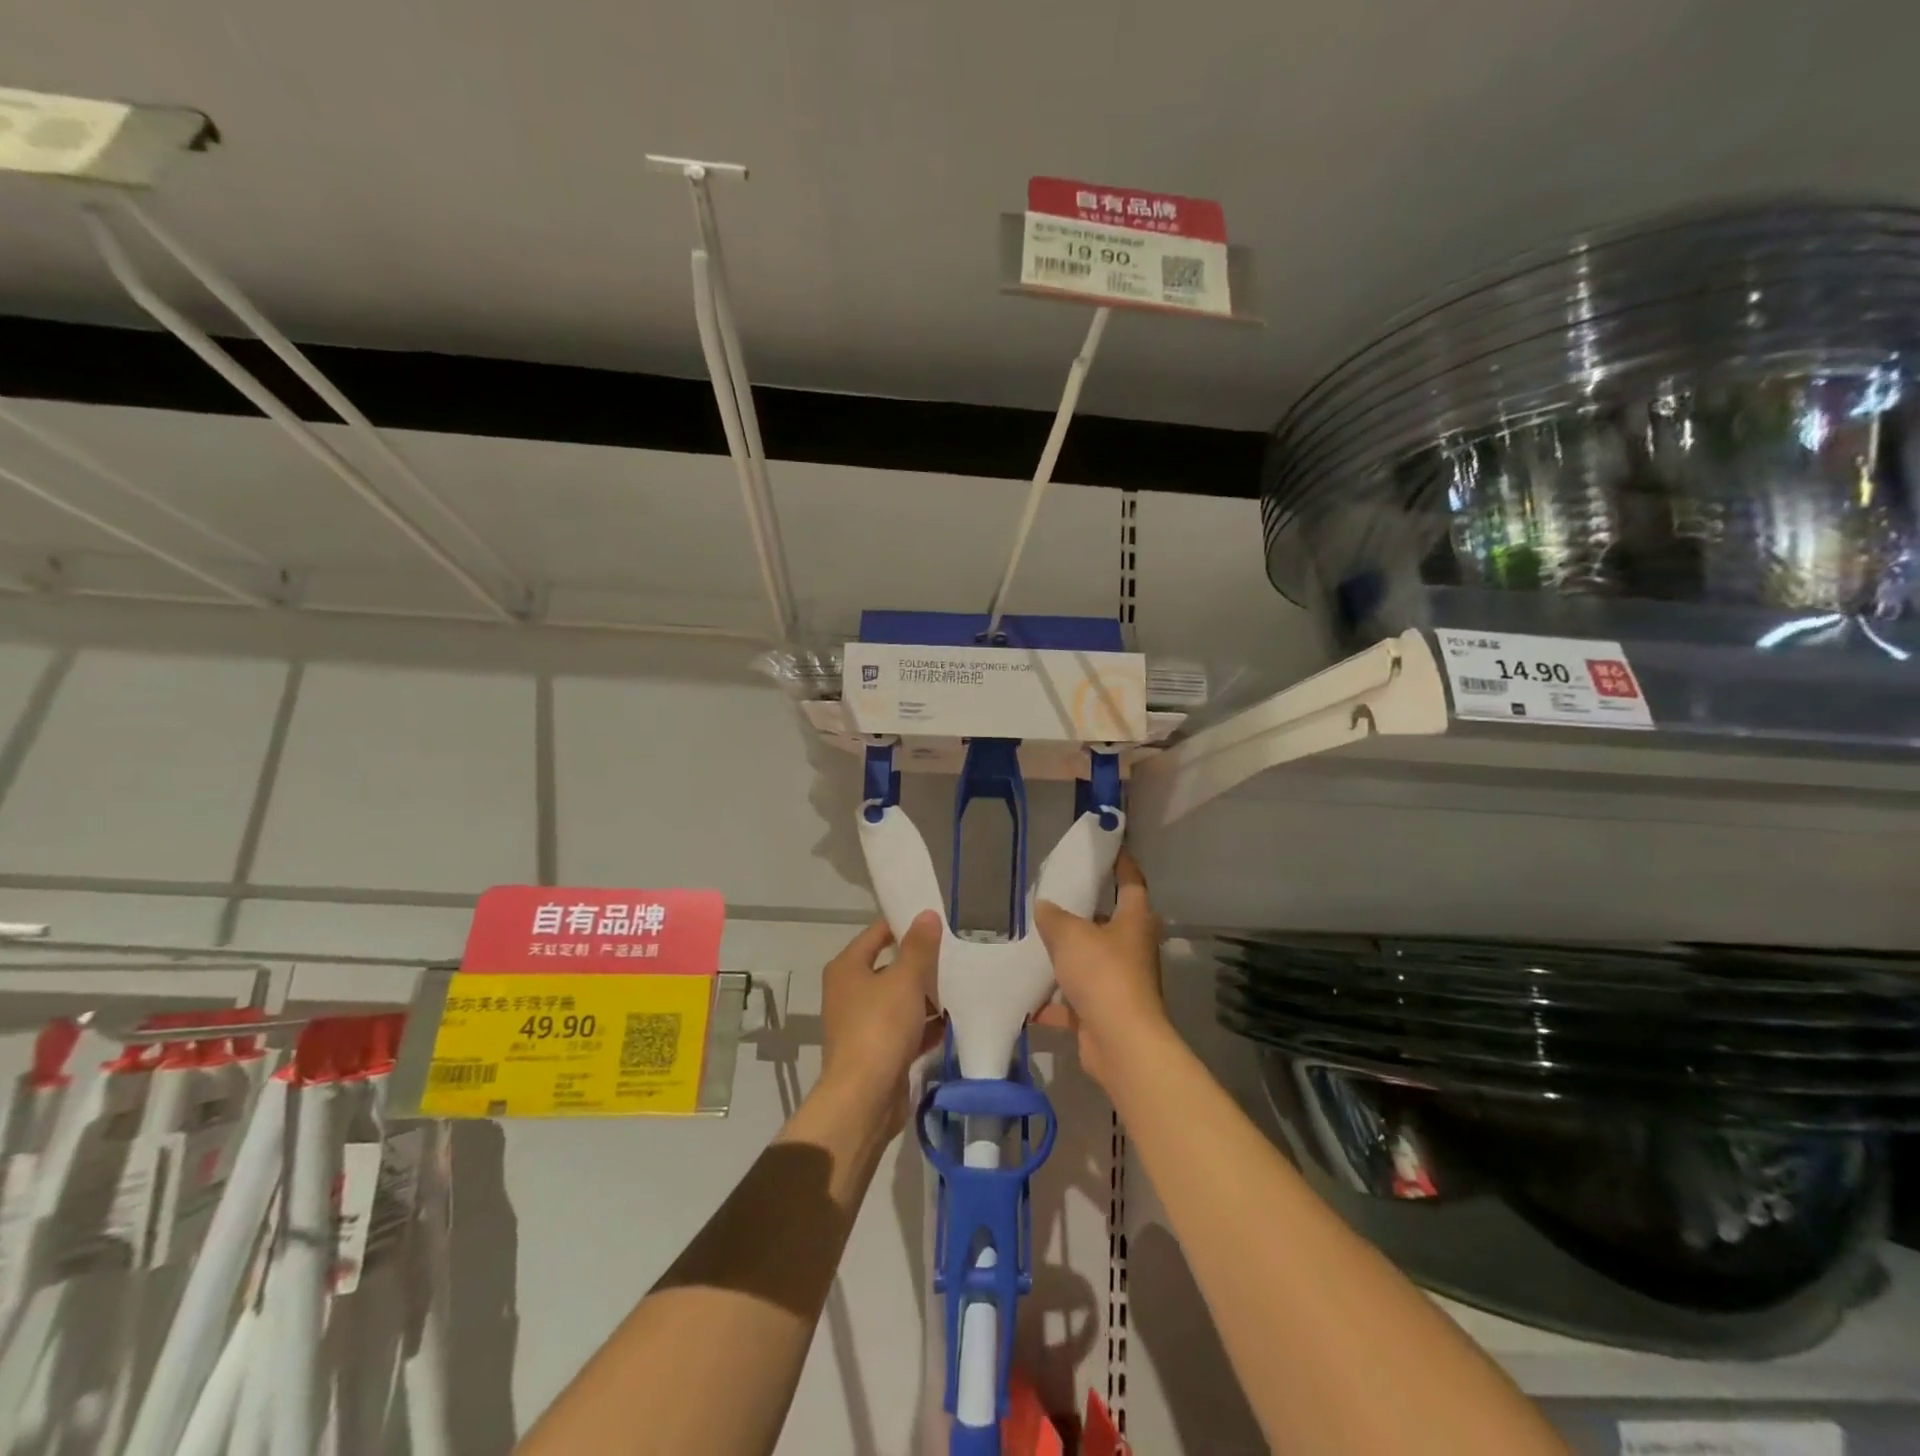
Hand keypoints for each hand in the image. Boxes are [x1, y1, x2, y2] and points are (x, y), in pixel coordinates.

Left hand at [818, 911, 943, 1134]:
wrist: (865, 1099)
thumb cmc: (880, 1028)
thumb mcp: (904, 980)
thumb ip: (918, 947)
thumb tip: (927, 915)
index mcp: (847, 968)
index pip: (877, 934)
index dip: (904, 924)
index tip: (936, 919)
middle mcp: (850, 992)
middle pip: (890, 967)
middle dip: (921, 962)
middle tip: (955, 950)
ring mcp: (863, 1023)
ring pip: (900, 999)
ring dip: (926, 995)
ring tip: (961, 982)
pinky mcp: (878, 1051)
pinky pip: (906, 1028)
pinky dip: (926, 1025)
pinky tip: (954, 1020)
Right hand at [1032, 851, 1168, 1091]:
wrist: (1120, 1043)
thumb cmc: (1103, 975)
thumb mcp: (1070, 935)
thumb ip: (1054, 917)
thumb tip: (1044, 906)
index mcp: (1134, 921)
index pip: (1131, 882)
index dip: (1121, 864)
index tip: (1109, 848)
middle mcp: (1133, 948)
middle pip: (1110, 922)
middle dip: (1086, 912)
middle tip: (1058, 897)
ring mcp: (1122, 982)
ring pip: (1092, 961)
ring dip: (1069, 956)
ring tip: (1037, 942)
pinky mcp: (1107, 1012)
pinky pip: (1077, 999)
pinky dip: (1055, 1001)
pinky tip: (1028, 999)